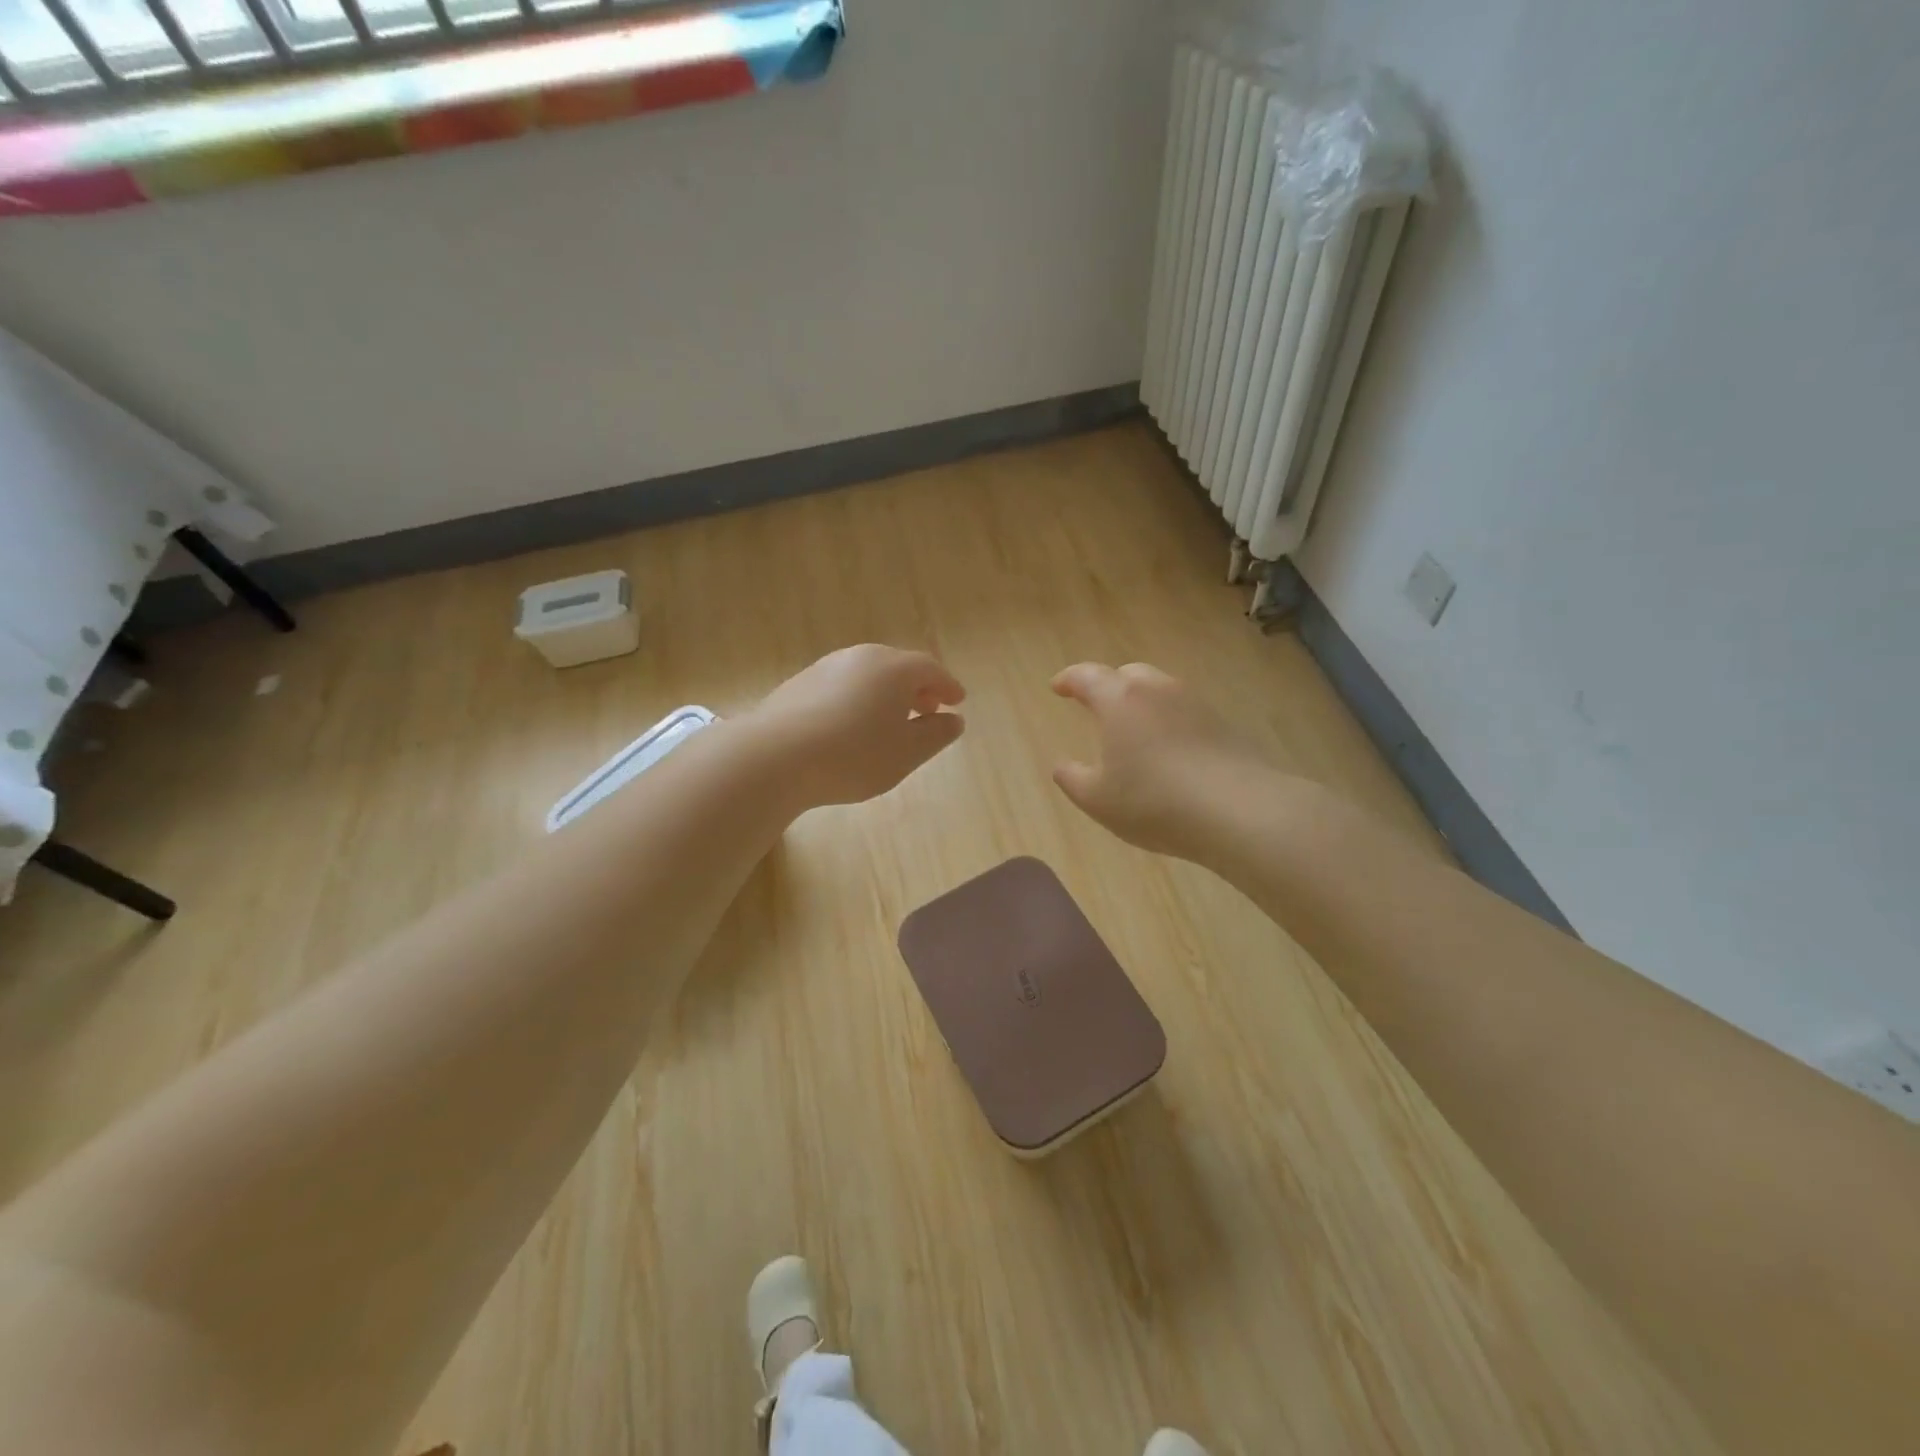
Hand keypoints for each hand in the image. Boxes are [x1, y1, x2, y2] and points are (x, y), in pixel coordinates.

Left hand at [747, 644, 965, 809]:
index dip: (947, 685)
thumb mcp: (906, 753)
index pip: (930, 669)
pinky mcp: (799, 683)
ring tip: (890, 719)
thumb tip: (953, 720)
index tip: (957, 701)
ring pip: (867, 674)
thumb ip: (935, 734)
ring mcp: (826, 667)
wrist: (773, 757)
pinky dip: (857, 698)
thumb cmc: (853, 755)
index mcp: (894, 669)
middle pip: (898, 666)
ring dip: (886, 692)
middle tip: (928, 708)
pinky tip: (851, 725)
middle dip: (917, 687)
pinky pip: (842, 685)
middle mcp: (861, 658)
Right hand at [1050, 662, 1275, 859]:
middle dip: (1108, 686)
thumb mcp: (1098, 800)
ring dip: (1142, 704)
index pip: (1087, 676)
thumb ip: (1073, 779)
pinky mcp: (1223, 724)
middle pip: (1128, 675)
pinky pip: (1185, 713)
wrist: (1239, 811)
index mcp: (1120, 700)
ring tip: (1134, 732)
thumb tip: (1062, 766)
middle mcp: (1158, 690)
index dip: (1068, 679)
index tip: (1057, 687)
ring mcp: (1195, 704)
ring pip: (1160, 691)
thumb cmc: (1154, 802)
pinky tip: (1169, 752)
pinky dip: (1169, 723)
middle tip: (1097, 706)